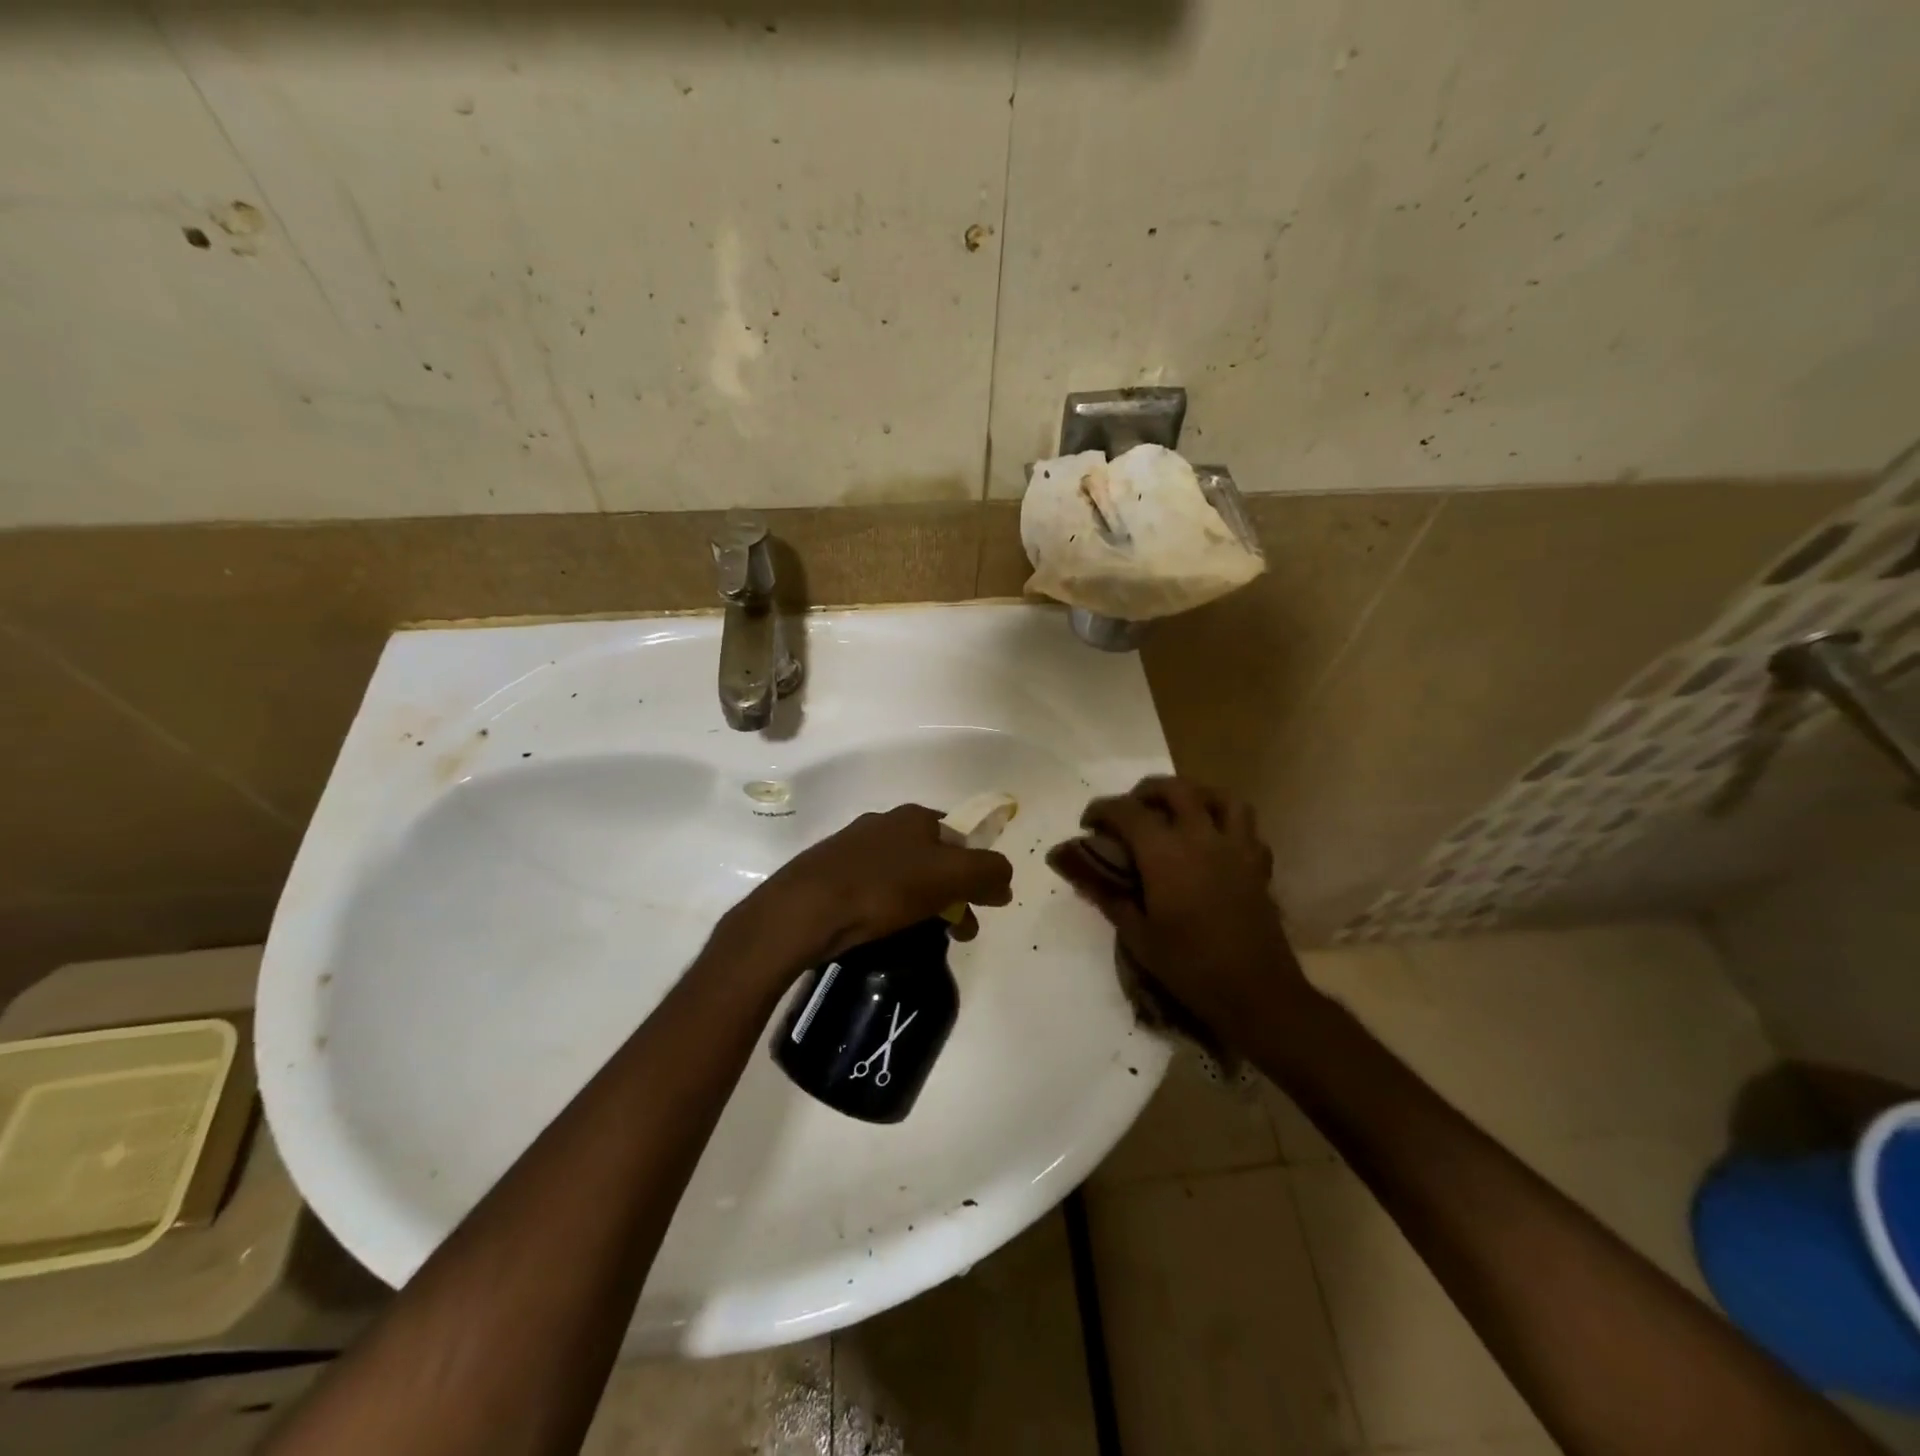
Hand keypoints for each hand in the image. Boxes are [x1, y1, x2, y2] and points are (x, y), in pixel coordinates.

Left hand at [745, 804, 1014, 972]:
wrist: (805, 909)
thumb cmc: (883, 887)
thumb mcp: (950, 877)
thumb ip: (988, 872)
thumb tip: (1004, 879)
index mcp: (915, 817)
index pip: (962, 837)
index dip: (979, 869)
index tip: (985, 904)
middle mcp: (885, 824)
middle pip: (935, 858)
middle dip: (955, 893)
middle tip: (960, 930)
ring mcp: (854, 848)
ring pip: (905, 875)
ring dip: (926, 904)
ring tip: (928, 938)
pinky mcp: (831, 873)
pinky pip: (876, 890)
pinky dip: (892, 909)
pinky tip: (888, 931)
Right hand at [1048, 776, 1309, 1038]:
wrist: (1256, 993)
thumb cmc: (1189, 966)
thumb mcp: (1138, 936)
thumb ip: (1108, 896)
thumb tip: (1079, 873)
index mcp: (1165, 853)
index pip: (1127, 811)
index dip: (1102, 810)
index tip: (1088, 824)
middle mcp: (1201, 838)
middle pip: (1175, 789)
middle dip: (1146, 792)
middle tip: (1130, 811)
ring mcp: (1236, 848)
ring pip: (1220, 797)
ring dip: (1195, 795)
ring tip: (1178, 812)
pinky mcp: (1258, 865)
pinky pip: (1247, 827)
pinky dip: (1227, 823)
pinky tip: (1214, 842)